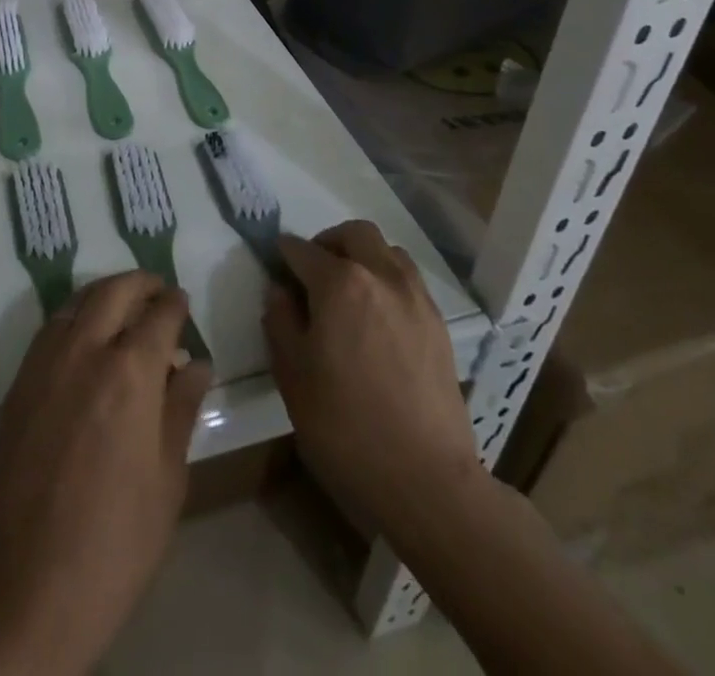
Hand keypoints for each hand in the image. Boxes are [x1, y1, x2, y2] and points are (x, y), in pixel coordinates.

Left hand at [0, 271, 211, 675]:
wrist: (30, 580)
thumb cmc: (117, 539)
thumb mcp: (168, 478)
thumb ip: (181, 409)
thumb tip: (197, 364)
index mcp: (131, 371)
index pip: (159, 315)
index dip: (174, 303)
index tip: (181, 300)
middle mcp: (85, 350)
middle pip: (113, 292)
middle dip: (139, 283)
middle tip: (156, 289)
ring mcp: (45, 362)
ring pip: (76, 302)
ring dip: (103, 294)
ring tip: (121, 306)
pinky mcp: (18, 383)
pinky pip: (49, 329)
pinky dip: (73, 318)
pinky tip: (83, 338)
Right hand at [263, 222, 482, 535]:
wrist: (426, 480)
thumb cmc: (345, 426)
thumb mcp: (292, 375)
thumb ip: (280, 321)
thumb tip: (280, 291)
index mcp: (340, 283)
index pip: (302, 250)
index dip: (283, 255)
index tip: (275, 267)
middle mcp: (381, 276)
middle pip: (354, 234)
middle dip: (328, 243)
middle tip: (312, 272)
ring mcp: (416, 298)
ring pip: (387, 251)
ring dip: (363, 257)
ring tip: (349, 292)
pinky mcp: (439, 325)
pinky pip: (409, 281)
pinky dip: (388, 282)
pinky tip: (378, 318)